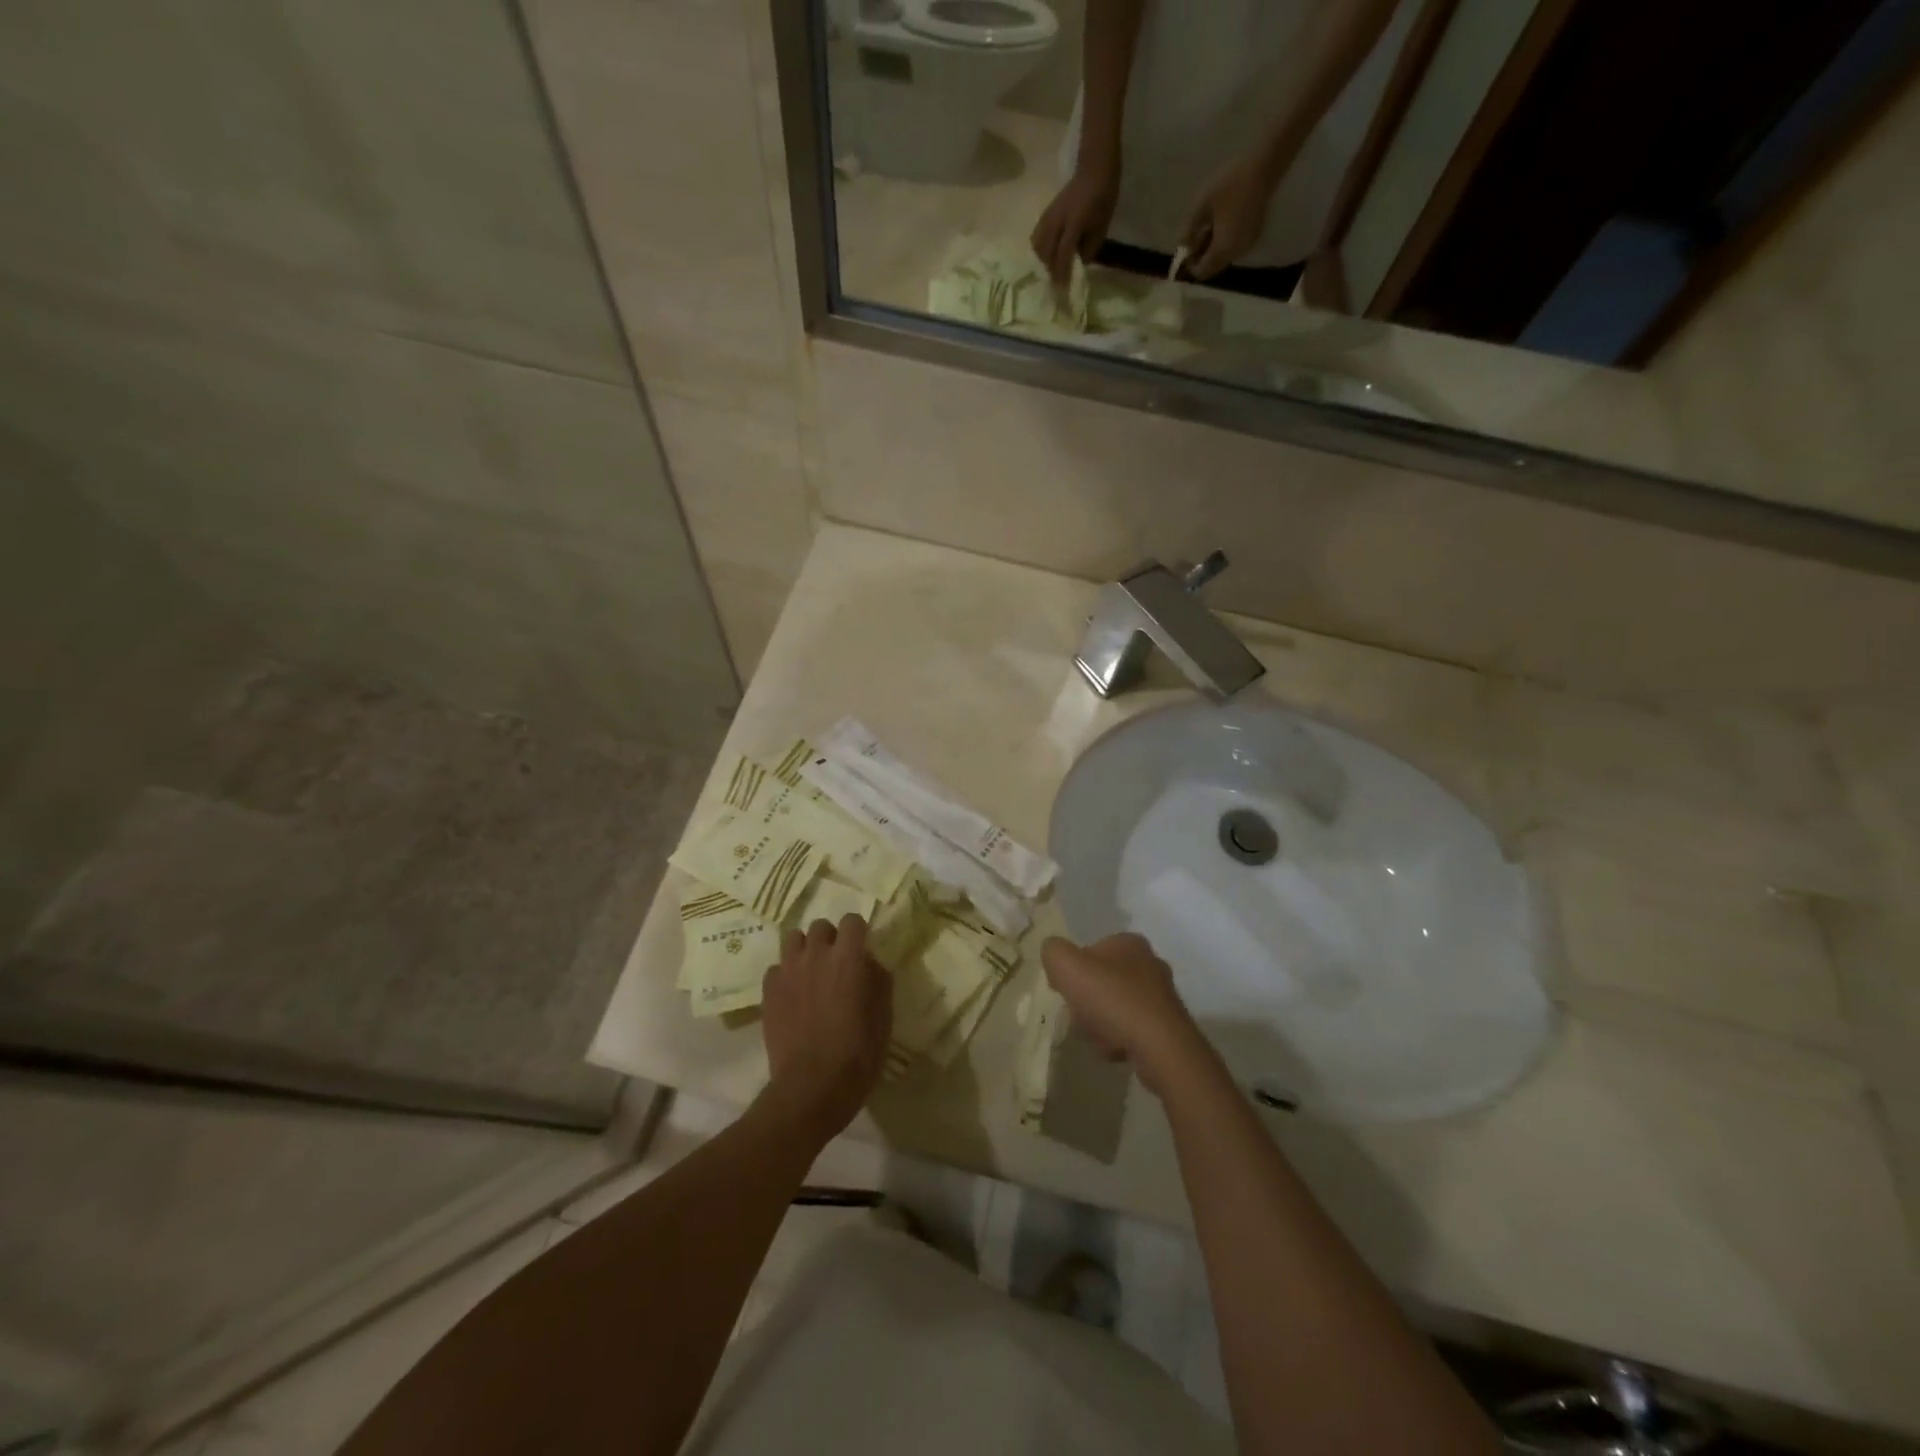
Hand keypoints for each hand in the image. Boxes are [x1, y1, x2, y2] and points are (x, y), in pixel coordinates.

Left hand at [759, 915, 892, 1143]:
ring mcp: (788, 971)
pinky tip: (793, 994)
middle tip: (837, 962)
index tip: (862, 948)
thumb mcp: (883, 1017)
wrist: (812, 1087)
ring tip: (811, 971)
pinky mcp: (768, 991)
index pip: (852, 921)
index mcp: (848, 958)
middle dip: (830, 938)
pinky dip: (785, 974)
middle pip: (820, 926)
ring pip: (793, 939)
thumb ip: (878, 981)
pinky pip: (776, 968)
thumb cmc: (857, 1053)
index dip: (858, 932)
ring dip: (805, 949)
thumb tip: (870, 964)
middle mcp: (816, 955)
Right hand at [1030, 164, 1119, 288]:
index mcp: (1075, 221)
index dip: (1062, 272)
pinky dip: (1039, 249)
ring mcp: (1049, 216)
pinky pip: (1036, 236)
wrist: (1094, 168)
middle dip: (1050, 269)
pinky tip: (1046, 255)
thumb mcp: (1102, 227)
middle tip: (1056, 282)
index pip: (1064, 252)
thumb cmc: (1103, 198)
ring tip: (1051, 268)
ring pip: (1037, 245)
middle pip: (1046, 251)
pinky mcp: (1045, 214)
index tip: (1063, 288)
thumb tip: (1077, 266)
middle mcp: (1058, 220)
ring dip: (1043, 260)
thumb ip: (1089, 248)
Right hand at [1040, 933, 1205, 1095]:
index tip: (1065, 990)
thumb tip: (1054, 954)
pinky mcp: (1168, 1025)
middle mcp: (1150, 963)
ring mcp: (1161, 995)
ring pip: (1115, 1006)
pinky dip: (1119, 1039)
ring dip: (1100, 1022)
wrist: (1159, 1046)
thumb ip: (1053, 952)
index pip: (1090, 951)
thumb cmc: (1111, 998)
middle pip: (1102, 981)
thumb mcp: (1066, 965)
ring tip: (1097, 1036)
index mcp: (1129, 942)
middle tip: (1080, 1015)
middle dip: (1087, 1000)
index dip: (1073, 971)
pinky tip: (1115, 1049)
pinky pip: (1131, 1029)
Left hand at [1180, 156, 1279, 279]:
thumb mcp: (1201, 206)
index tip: (1186, 245)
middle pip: (1212, 266)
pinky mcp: (1254, 235)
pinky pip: (1233, 247)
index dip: (1190, 263)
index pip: (1201, 271)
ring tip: (1207, 224)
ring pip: (1223, 257)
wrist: (1264, 165)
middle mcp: (1236, 254)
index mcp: (1222, 251)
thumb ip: (1187, 230)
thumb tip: (1182, 247)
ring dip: (1211, 248)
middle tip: (1195, 233)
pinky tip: (1221, 222)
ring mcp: (1247, 245)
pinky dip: (1223, 242)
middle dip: (1201, 256)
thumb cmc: (1230, 184)